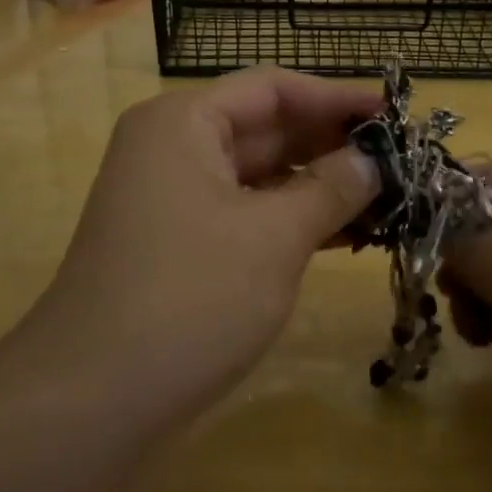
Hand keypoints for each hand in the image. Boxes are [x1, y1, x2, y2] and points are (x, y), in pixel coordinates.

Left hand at [27, 66, 380, 421]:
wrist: (92, 402)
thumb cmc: (191, 298)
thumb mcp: (275, 237)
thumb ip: (330, 188)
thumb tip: (370, 159)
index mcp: (183, 123)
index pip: (272, 89)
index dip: (336, 97)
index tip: (394, 114)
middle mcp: (171, 151)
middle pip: (264, 129)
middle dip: (330, 144)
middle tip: (399, 161)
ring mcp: (171, 202)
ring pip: (257, 177)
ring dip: (316, 186)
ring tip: (385, 198)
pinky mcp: (177, 248)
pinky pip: (244, 215)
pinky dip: (289, 221)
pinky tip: (342, 236)